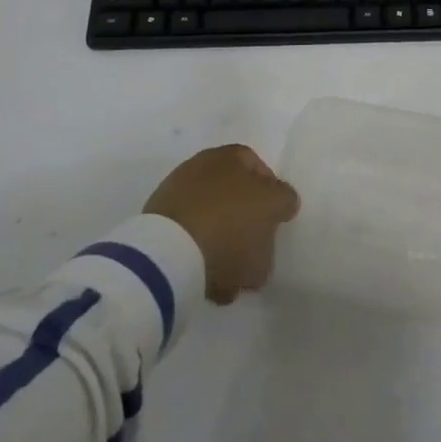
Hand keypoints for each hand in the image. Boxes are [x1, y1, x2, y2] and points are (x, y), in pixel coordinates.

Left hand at [144, 144, 299, 303]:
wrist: (170, 254)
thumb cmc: (232, 222)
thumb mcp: (274, 208)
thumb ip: (283, 201)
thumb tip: (280, 203)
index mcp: (228, 157)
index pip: (257, 168)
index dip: (271, 194)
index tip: (277, 220)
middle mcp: (198, 169)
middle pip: (233, 197)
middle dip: (246, 225)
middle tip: (256, 252)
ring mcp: (174, 200)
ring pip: (211, 224)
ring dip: (223, 248)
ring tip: (233, 280)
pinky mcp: (157, 232)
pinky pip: (190, 245)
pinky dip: (201, 260)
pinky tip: (211, 284)